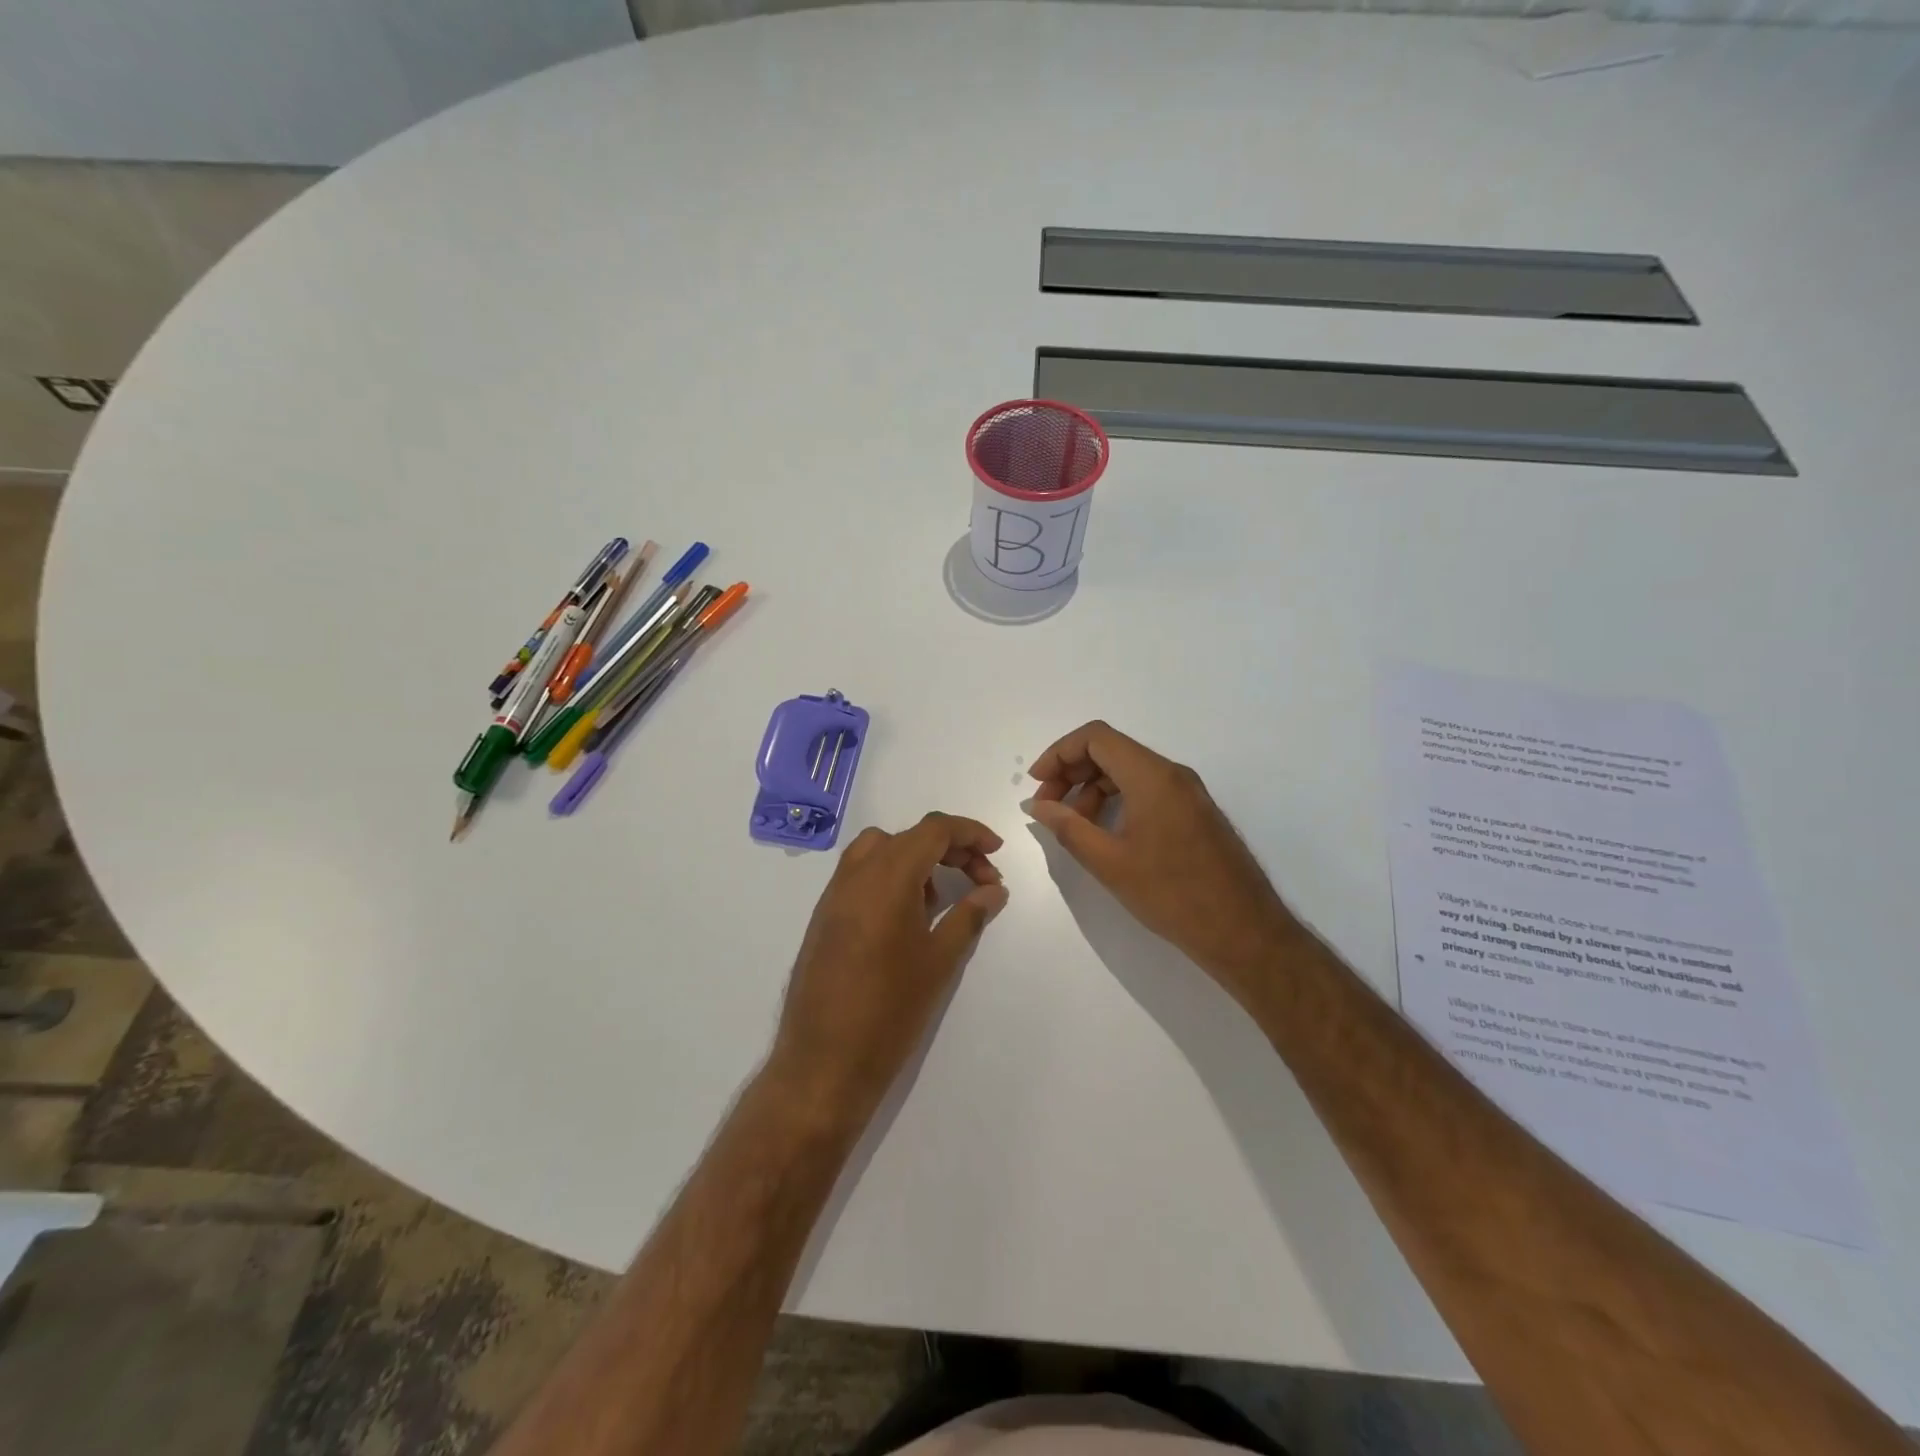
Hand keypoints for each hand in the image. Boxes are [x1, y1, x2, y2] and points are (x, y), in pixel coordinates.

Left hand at [771, 812, 1008, 1118]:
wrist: (823, 1062)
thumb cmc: (890, 1010)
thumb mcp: (940, 960)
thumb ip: (970, 915)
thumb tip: (993, 889)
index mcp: (887, 877)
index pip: (933, 829)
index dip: (970, 832)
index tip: (997, 852)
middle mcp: (856, 874)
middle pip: (909, 837)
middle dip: (950, 848)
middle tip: (981, 879)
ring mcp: (834, 894)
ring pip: (881, 850)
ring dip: (917, 859)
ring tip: (942, 899)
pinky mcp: (824, 916)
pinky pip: (862, 875)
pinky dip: (891, 877)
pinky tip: (908, 918)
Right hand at [1027, 721, 1295, 993]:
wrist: (1244, 932)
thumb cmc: (1172, 895)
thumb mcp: (1110, 862)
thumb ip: (1068, 827)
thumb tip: (1036, 804)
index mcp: (1152, 776)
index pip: (1096, 738)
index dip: (1059, 753)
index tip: (1036, 785)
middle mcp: (1173, 774)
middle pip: (1111, 751)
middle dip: (1072, 772)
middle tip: (1048, 807)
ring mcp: (1188, 792)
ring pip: (1129, 771)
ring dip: (1093, 788)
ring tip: (1073, 826)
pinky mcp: (1195, 812)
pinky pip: (1148, 789)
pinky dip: (1117, 800)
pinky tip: (1104, 832)